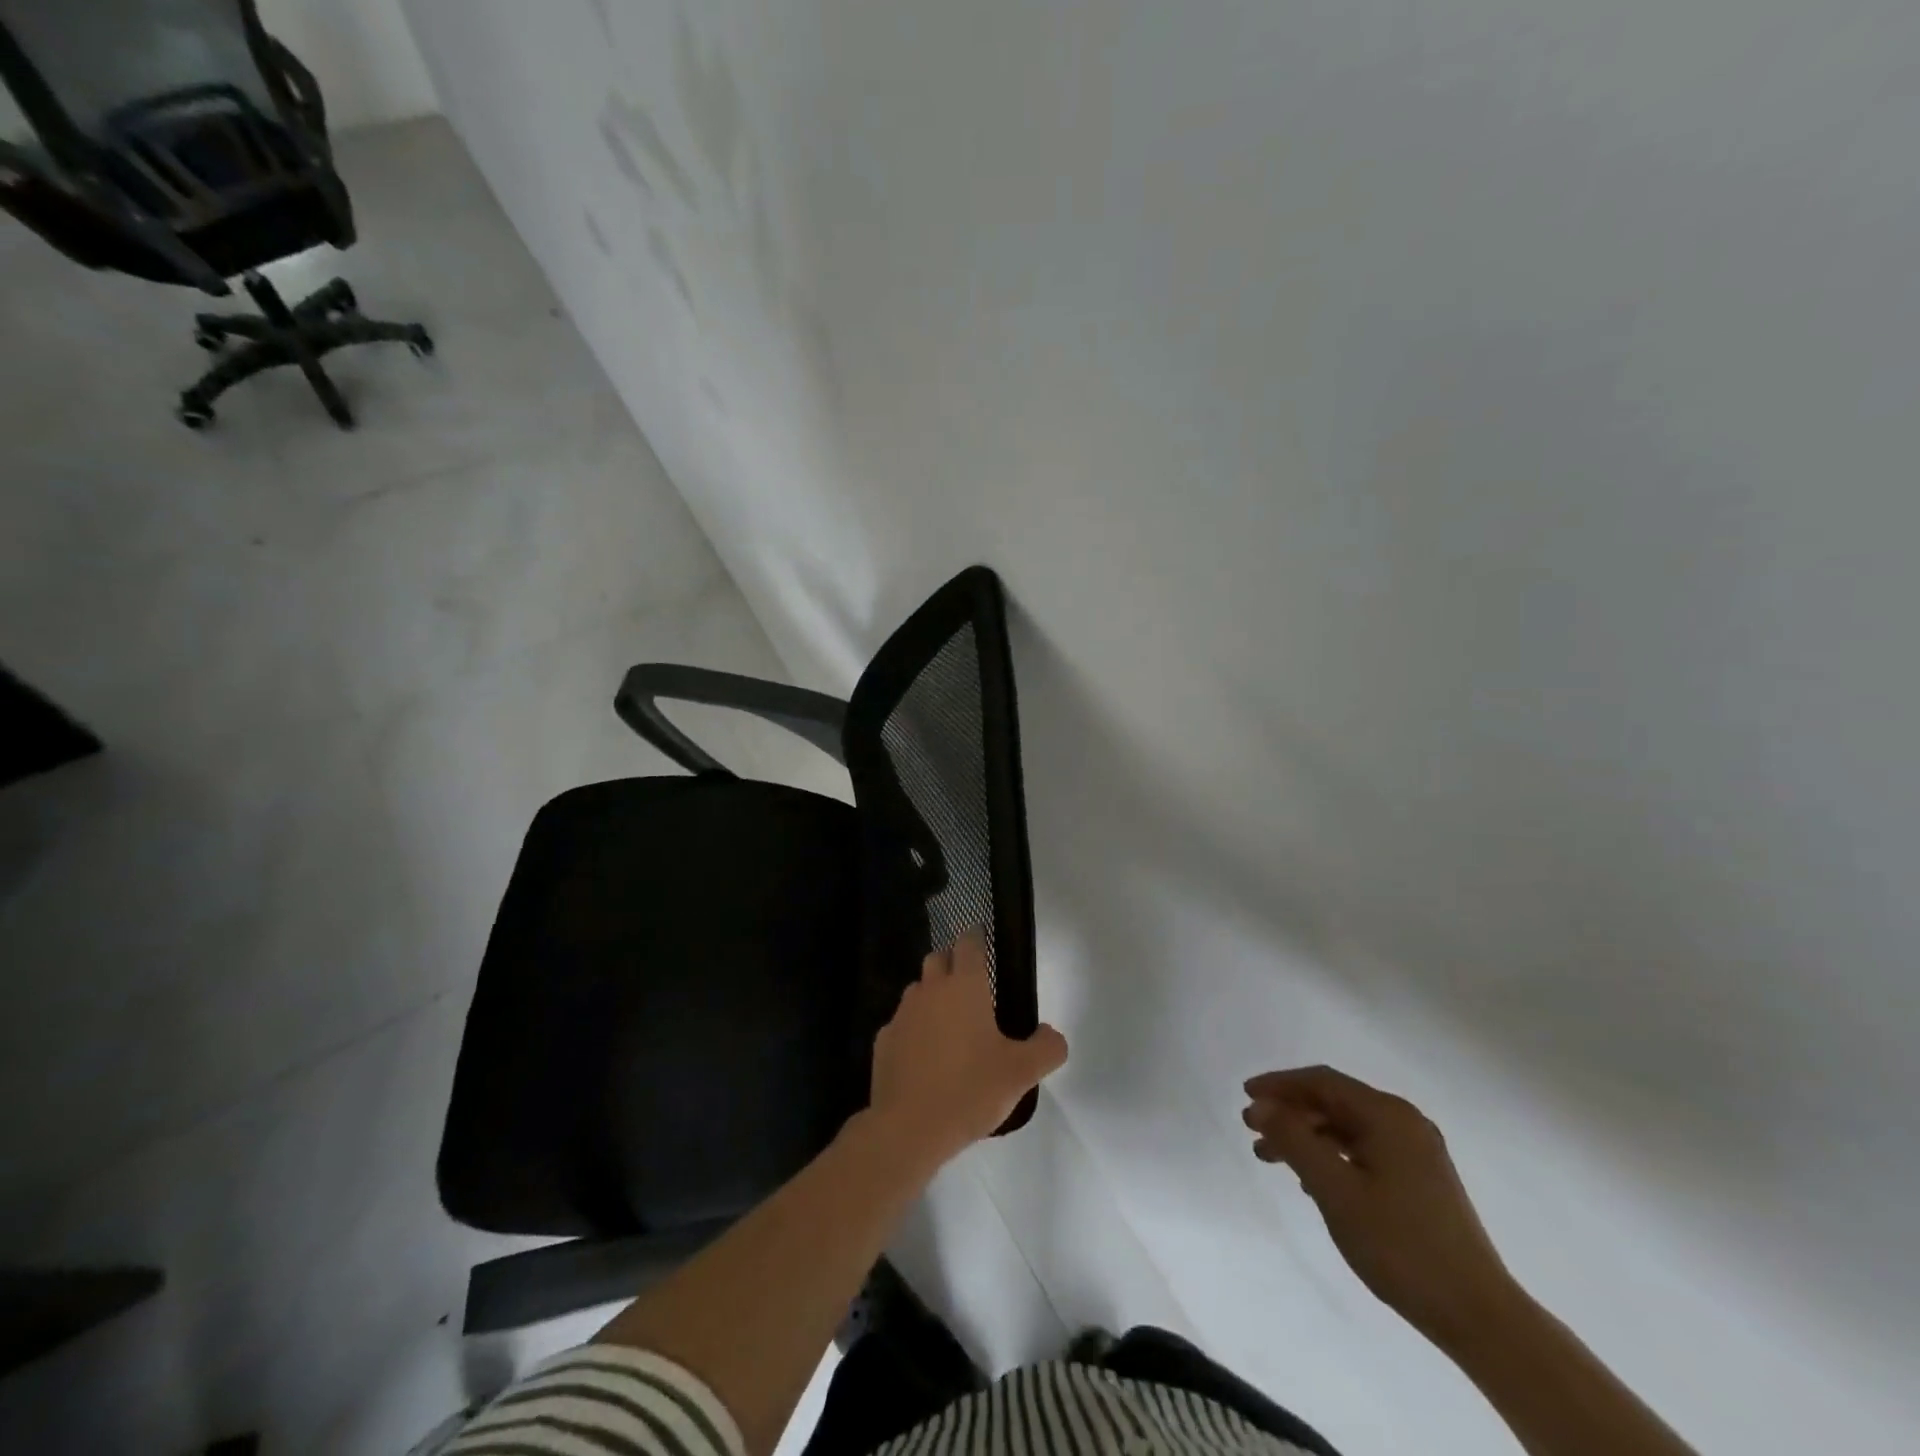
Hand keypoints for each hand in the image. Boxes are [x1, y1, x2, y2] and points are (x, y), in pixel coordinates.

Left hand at [868, 930, 1068, 1165]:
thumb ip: (1047, 1048)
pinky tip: (925, 1056)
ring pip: (917, 990)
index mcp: (964, 987)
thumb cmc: (970, 1090)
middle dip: (952, 962)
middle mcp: (930, 991)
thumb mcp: (1022, 1073)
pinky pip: (901, 1024)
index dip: (976, 937)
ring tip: (949, 1023)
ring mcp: (902, 1015)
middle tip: (971, 985)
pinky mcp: (883, 1041)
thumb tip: (1053, 1035)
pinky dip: (914, 1030)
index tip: (982, 937)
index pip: (968, 944)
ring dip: (932, 996)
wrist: (908, 1129)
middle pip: (937, 959)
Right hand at [1243, 1065, 1517, 1347]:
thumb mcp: (1335, 1190)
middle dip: (1290, 1113)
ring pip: (1347, 1128)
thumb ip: (1294, 1140)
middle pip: (1334, 1102)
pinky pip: (1364, 1150)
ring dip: (1307, 1137)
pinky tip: (1311, 1181)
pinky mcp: (1421, 1179)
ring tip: (1272, 1159)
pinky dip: (1331, 1156)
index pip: (1322, 1082)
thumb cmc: (1400, 1245)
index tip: (1245, 1096)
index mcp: (1388, 1115)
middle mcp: (1404, 1123)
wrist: (1479, 1316)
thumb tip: (1260, 1105)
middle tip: (1254, 1131)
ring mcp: (1417, 1152)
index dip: (1279, 1085)